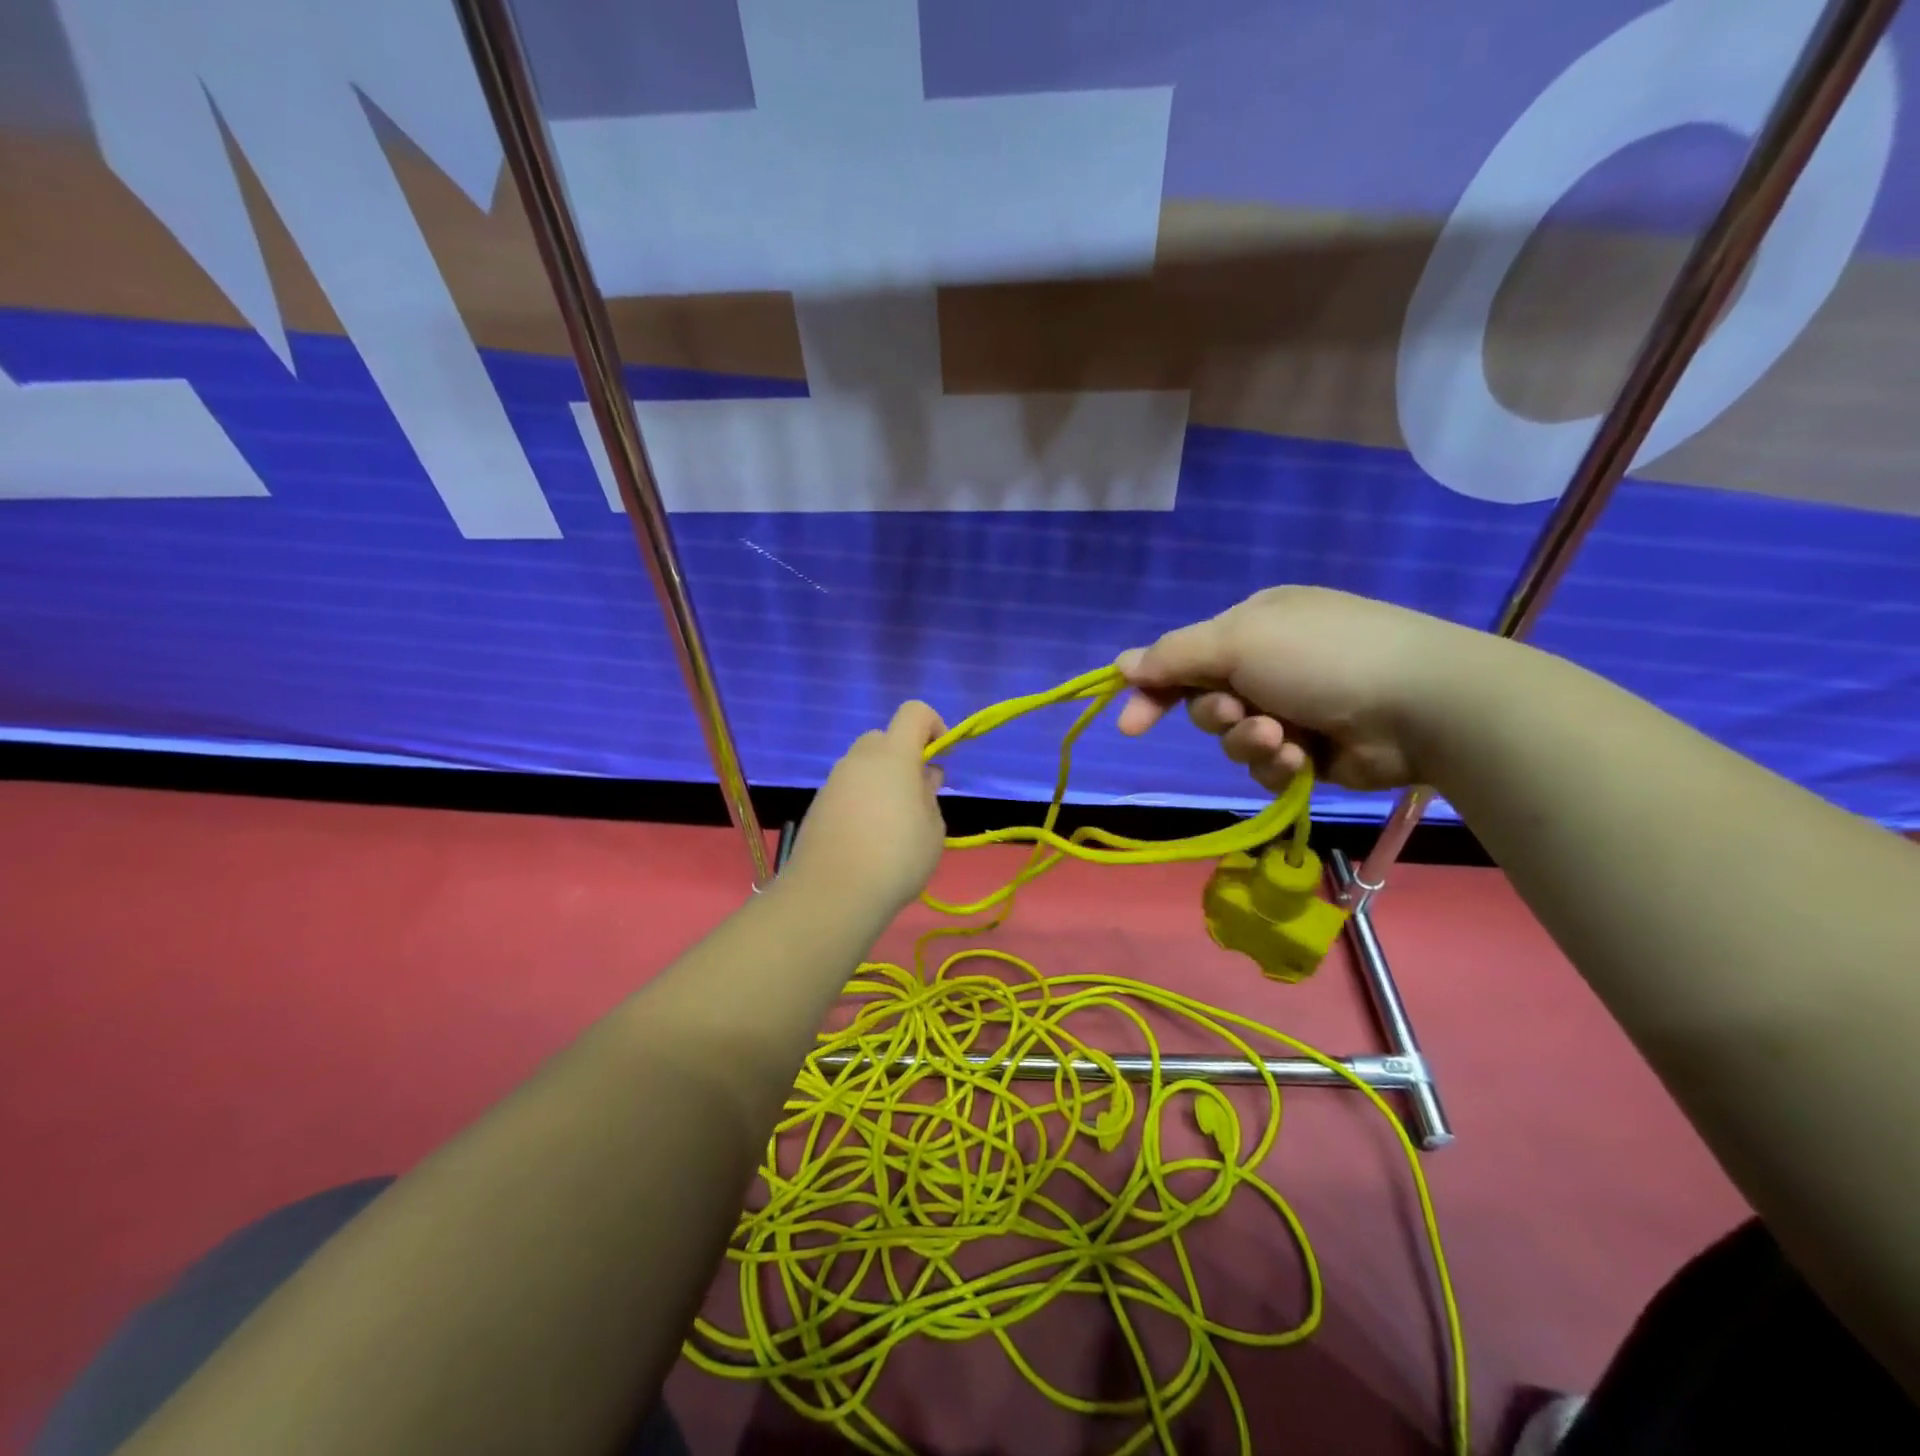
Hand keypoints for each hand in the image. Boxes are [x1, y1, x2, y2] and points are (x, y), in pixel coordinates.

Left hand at [783, 702, 947, 918]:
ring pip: (863, 765)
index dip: (934, 726)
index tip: (941, 758)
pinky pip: (847, 789)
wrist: (832, 894)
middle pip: (885, 738)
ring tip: (894, 824)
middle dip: (904, 757)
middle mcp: (859, 759)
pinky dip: (861, 800)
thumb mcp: (933, 829)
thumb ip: (929, 795)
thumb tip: (923, 777)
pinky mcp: (818, 805)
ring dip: (881, 780)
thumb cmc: (896, 858)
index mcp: (893, 755)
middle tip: (917, 795)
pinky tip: (868, 839)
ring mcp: (834, 781)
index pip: (914, 712)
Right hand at [1115, 586, 1488, 792]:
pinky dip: (1279, 765)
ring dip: (1250, 743)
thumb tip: (1122, 664)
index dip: (1153, 690)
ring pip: (1235, 741)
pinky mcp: (1314, 752)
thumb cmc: (1321, 658)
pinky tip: (1304, 759)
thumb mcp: (1237, 641)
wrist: (1421, 705)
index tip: (1130, 726)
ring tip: (1284, 739)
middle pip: (1207, 704)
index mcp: (1254, 626)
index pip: (1184, 658)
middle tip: (1241, 714)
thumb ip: (1174, 656)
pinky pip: (1268, 766)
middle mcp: (1271, 665)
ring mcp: (1295, 709)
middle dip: (1218, 717)